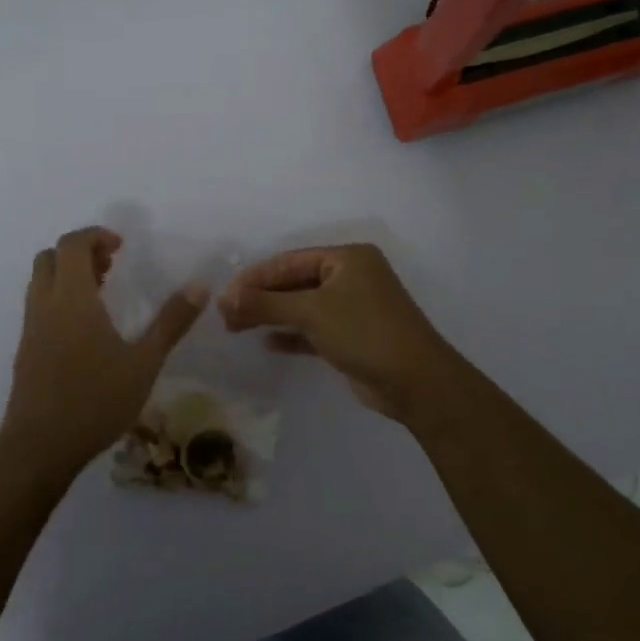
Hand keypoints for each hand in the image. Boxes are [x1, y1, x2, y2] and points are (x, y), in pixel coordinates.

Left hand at [0, 226, 207, 479]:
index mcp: (72, 299)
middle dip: (80, 252)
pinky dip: (59, 298)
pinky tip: (86, 330)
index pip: (72, 244)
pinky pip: (39, 306)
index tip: (121, 248)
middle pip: (50, 256)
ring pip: (41, 281)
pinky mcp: (25, 350)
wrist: (39, 447)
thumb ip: (171, 322)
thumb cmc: (95, 401)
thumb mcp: (143, 362)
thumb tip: (201, 285)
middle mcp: (45, 305)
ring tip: (102, 295)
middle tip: (111, 267)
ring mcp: (30, 328)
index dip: (96, 236)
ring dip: (68, 275)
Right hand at [218, 244, 471, 423]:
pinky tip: (267, 343)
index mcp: (347, 258)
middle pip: (295, 282)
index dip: (255, 277)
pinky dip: (291, 335)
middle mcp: (351, 277)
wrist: (416, 382)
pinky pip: (313, 329)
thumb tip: (224, 299)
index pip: (290, 260)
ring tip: (236, 328)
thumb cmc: (364, 332)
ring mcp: (353, 307)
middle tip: (226, 316)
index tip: (224, 296)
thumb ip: (266, 304)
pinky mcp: (352, 336)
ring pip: (303, 307)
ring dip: (272, 316)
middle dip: (261, 298)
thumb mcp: (312, 312)